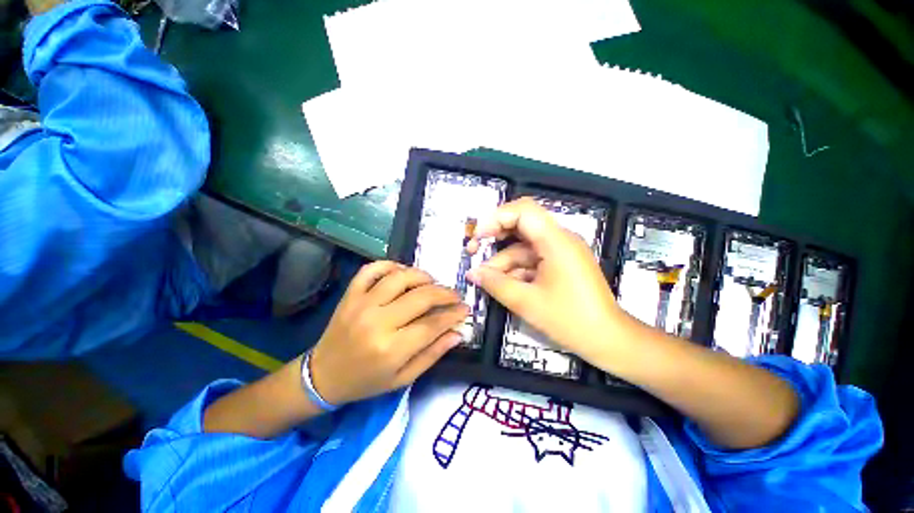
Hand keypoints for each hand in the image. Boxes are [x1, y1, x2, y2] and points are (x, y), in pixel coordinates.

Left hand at [309, 261, 467, 405]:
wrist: (323, 375)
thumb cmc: (366, 381)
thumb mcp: (403, 378)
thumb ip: (432, 355)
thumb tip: (457, 333)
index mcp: (391, 348)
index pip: (433, 324)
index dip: (454, 314)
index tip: (465, 309)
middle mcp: (378, 321)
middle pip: (422, 296)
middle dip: (445, 293)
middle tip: (455, 296)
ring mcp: (362, 303)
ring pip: (401, 277)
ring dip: (423, 276)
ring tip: (433, 283)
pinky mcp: (351, 294)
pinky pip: (372, 269)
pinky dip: (390, 264)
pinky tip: (402, 272)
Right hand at [465, 198, 623, 363]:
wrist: (609, 340)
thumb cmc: (570, 320)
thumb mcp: (526, 302)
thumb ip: (495, 284)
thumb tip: (472, 273)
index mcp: (556, 241)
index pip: (523, 211)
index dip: (495, 218)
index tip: (478, 237)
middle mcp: (559, 239)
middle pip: (521, 225)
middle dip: (495, 237)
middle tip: (474, 251)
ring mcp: (560, 252)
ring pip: (523, 247)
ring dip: (503, 261)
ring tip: (485, 280)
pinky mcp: (560, 264)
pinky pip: (532, 260)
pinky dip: (515, 270)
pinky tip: (503, 284)